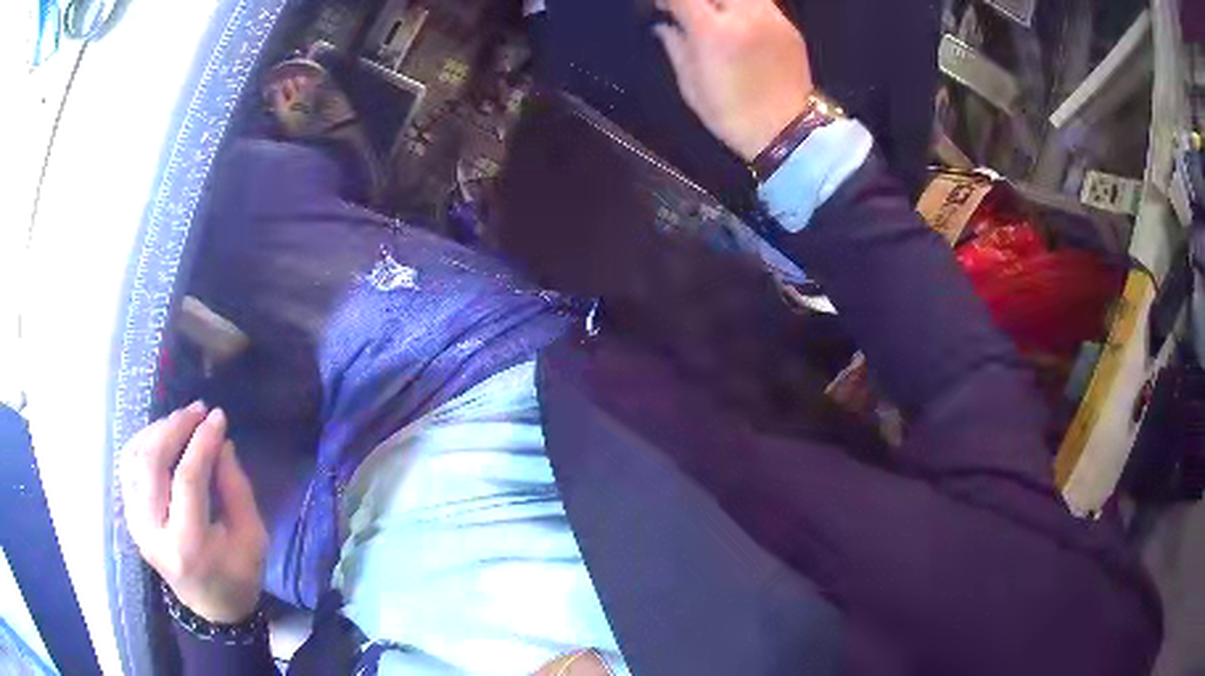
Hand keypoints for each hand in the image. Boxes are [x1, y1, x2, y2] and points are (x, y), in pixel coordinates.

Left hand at [120, 402, 266, 623]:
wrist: (210, 608)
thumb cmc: (237, 574)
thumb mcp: (252, 537)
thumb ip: (236, 488)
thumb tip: (219, 441)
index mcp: (188, 546)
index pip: (188, 480)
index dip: (202, 442)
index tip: (218, 417)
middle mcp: (153, 533)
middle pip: (152, 463)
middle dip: (174, 427)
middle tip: (197, 410)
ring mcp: (136, 524)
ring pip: (135, 458)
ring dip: (157, 431)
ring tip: (181, 421)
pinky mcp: (130, 516)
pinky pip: (128, 466)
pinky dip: (142, 442)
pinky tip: (161, 436)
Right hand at [654, 0, 813, 161]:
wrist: (786, 133)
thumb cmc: (731, 114)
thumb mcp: (691, 84)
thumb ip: (675, 46)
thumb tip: (664, 25)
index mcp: (714, 31)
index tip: (662, 8)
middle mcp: (745, 16)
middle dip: (699, 0)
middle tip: (692, 11)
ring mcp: (772, 19)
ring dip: (725, 2)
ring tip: (718, 15)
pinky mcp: (790, 27)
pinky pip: (763, 4)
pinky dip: (746, 7)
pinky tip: (741, 24)